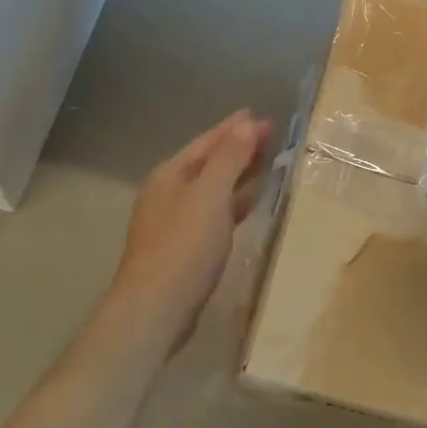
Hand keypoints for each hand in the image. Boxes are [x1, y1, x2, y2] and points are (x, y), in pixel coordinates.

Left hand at [109, 110, 271, 356]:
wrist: (155, 310)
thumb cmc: (184, 246)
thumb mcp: (210, 195)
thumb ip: (229, 158)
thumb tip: (247, 123)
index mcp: (170, 175)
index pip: (207, 142)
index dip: (235, 128)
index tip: (262, 116)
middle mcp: (168, 193)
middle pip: (208, 162)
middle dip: (238, 148)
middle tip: (271, 136)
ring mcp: (173, 221)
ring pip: (212, 187)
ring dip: (238, 174)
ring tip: (266, 163)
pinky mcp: (183, 247)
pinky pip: (214, 212)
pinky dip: (233, 202)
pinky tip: (250, 203)